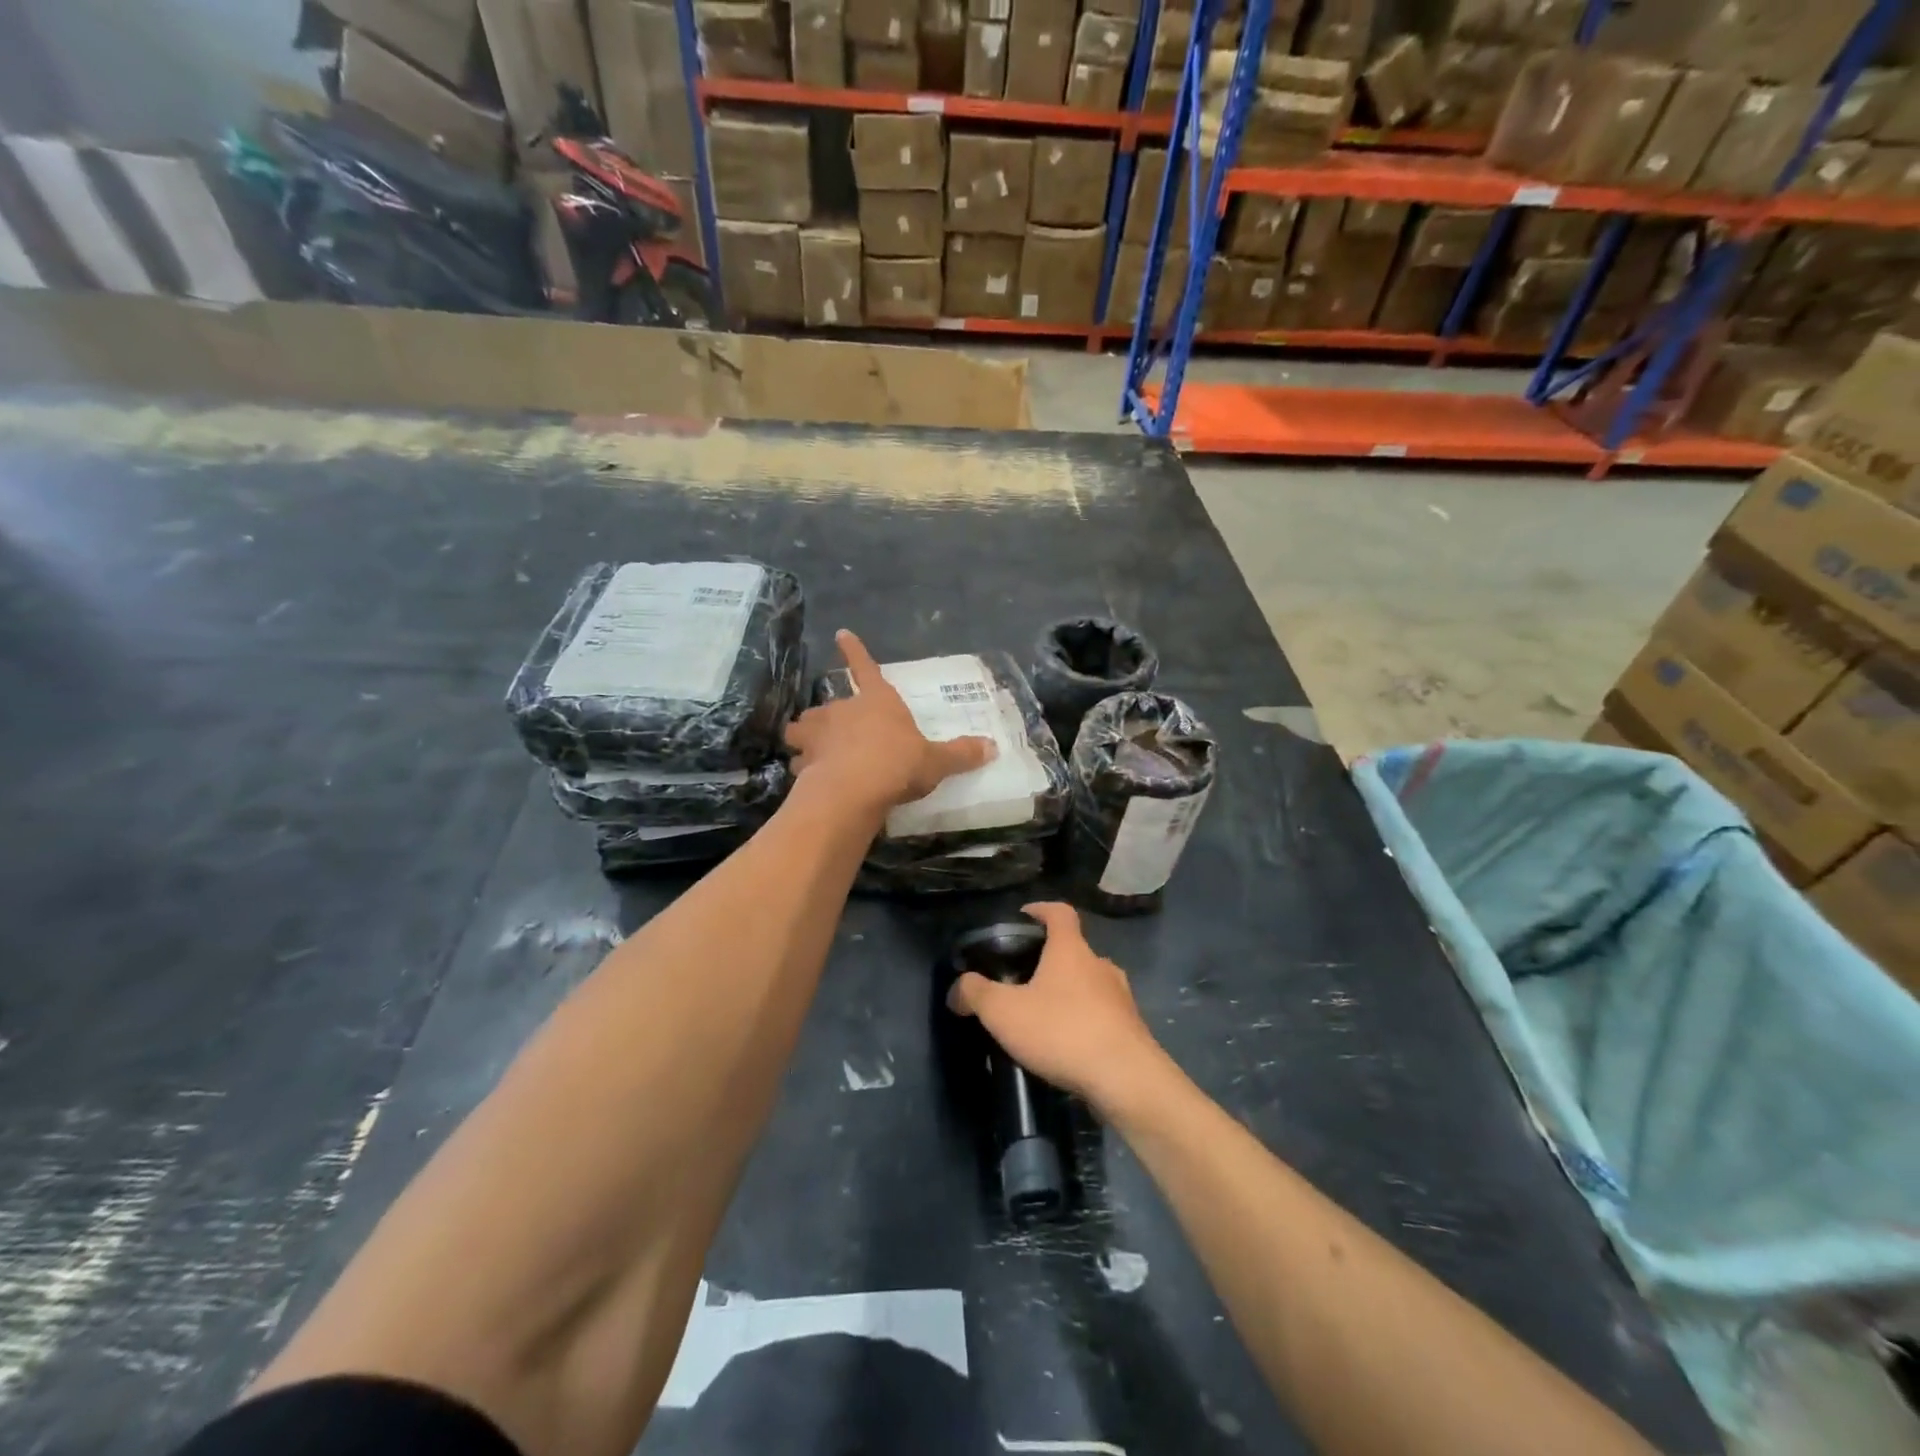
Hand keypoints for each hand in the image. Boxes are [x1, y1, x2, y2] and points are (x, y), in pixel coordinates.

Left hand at [785, 630, 995, 812]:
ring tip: (811, 752)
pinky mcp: (803, 762)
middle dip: (827, 717)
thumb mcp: (935, 762)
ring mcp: (817, 734)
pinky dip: (802, 768)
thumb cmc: (897, 764)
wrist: (853, 791)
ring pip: (801, 729)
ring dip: (805, 738)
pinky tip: (809, 781)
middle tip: (835, 732)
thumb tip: (993, 747)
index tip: (841, 633)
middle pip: (827, 705)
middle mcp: (842, 710)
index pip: (865, 668)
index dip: (854, 651)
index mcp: (877, 701)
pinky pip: (798, 762)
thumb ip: (960, 754)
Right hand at [947, 902, 1166, 1110]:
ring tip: (1043, 1016)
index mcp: (1071, 950)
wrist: (1126, 1080)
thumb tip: (957, 988)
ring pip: (1089, 984)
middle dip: (1050, 960)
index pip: (1059, 912)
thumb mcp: (1004, 1012)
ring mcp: (1121, 997)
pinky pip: (1102, 1015)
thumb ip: (976, 994)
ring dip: (1069, 993)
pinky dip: (1084, 1021)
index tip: (1023, 917)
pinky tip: (1067, 1045)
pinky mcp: (1132, 1029)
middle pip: (1074, 950)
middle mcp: (1100, 965)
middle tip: (1023, 980)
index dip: (1040, 909)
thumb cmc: (1062, 1031)